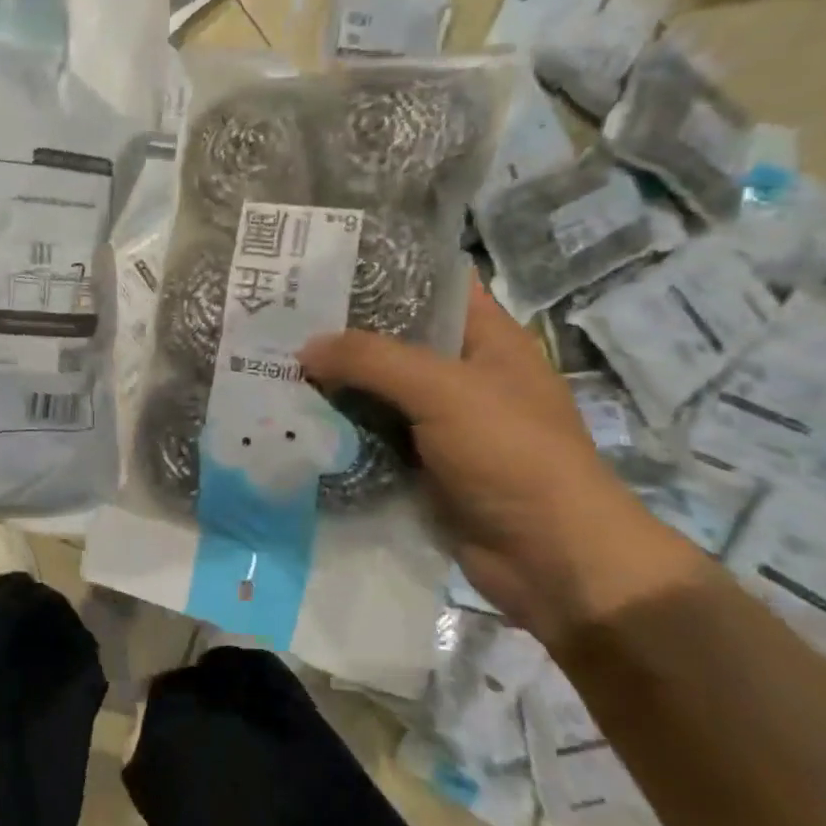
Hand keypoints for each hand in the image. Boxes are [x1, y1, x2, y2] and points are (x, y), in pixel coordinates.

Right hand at [301, 282, 702, 647]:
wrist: (550, 559)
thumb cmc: (511, 454)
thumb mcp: (444, 391)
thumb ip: (372, 360)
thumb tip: (305, 348)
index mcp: (487, 338)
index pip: (433, 285)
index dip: (384, 271)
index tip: (324, 265)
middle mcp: (463, 374)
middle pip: (395, 340)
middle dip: (343, 332)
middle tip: (280, 317)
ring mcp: (442, 422)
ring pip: (378, 391)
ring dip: (336, 384)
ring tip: (274, 364)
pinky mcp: (423, 465)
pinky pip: (374, 436)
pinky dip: (341, 429)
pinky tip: (294, 418)